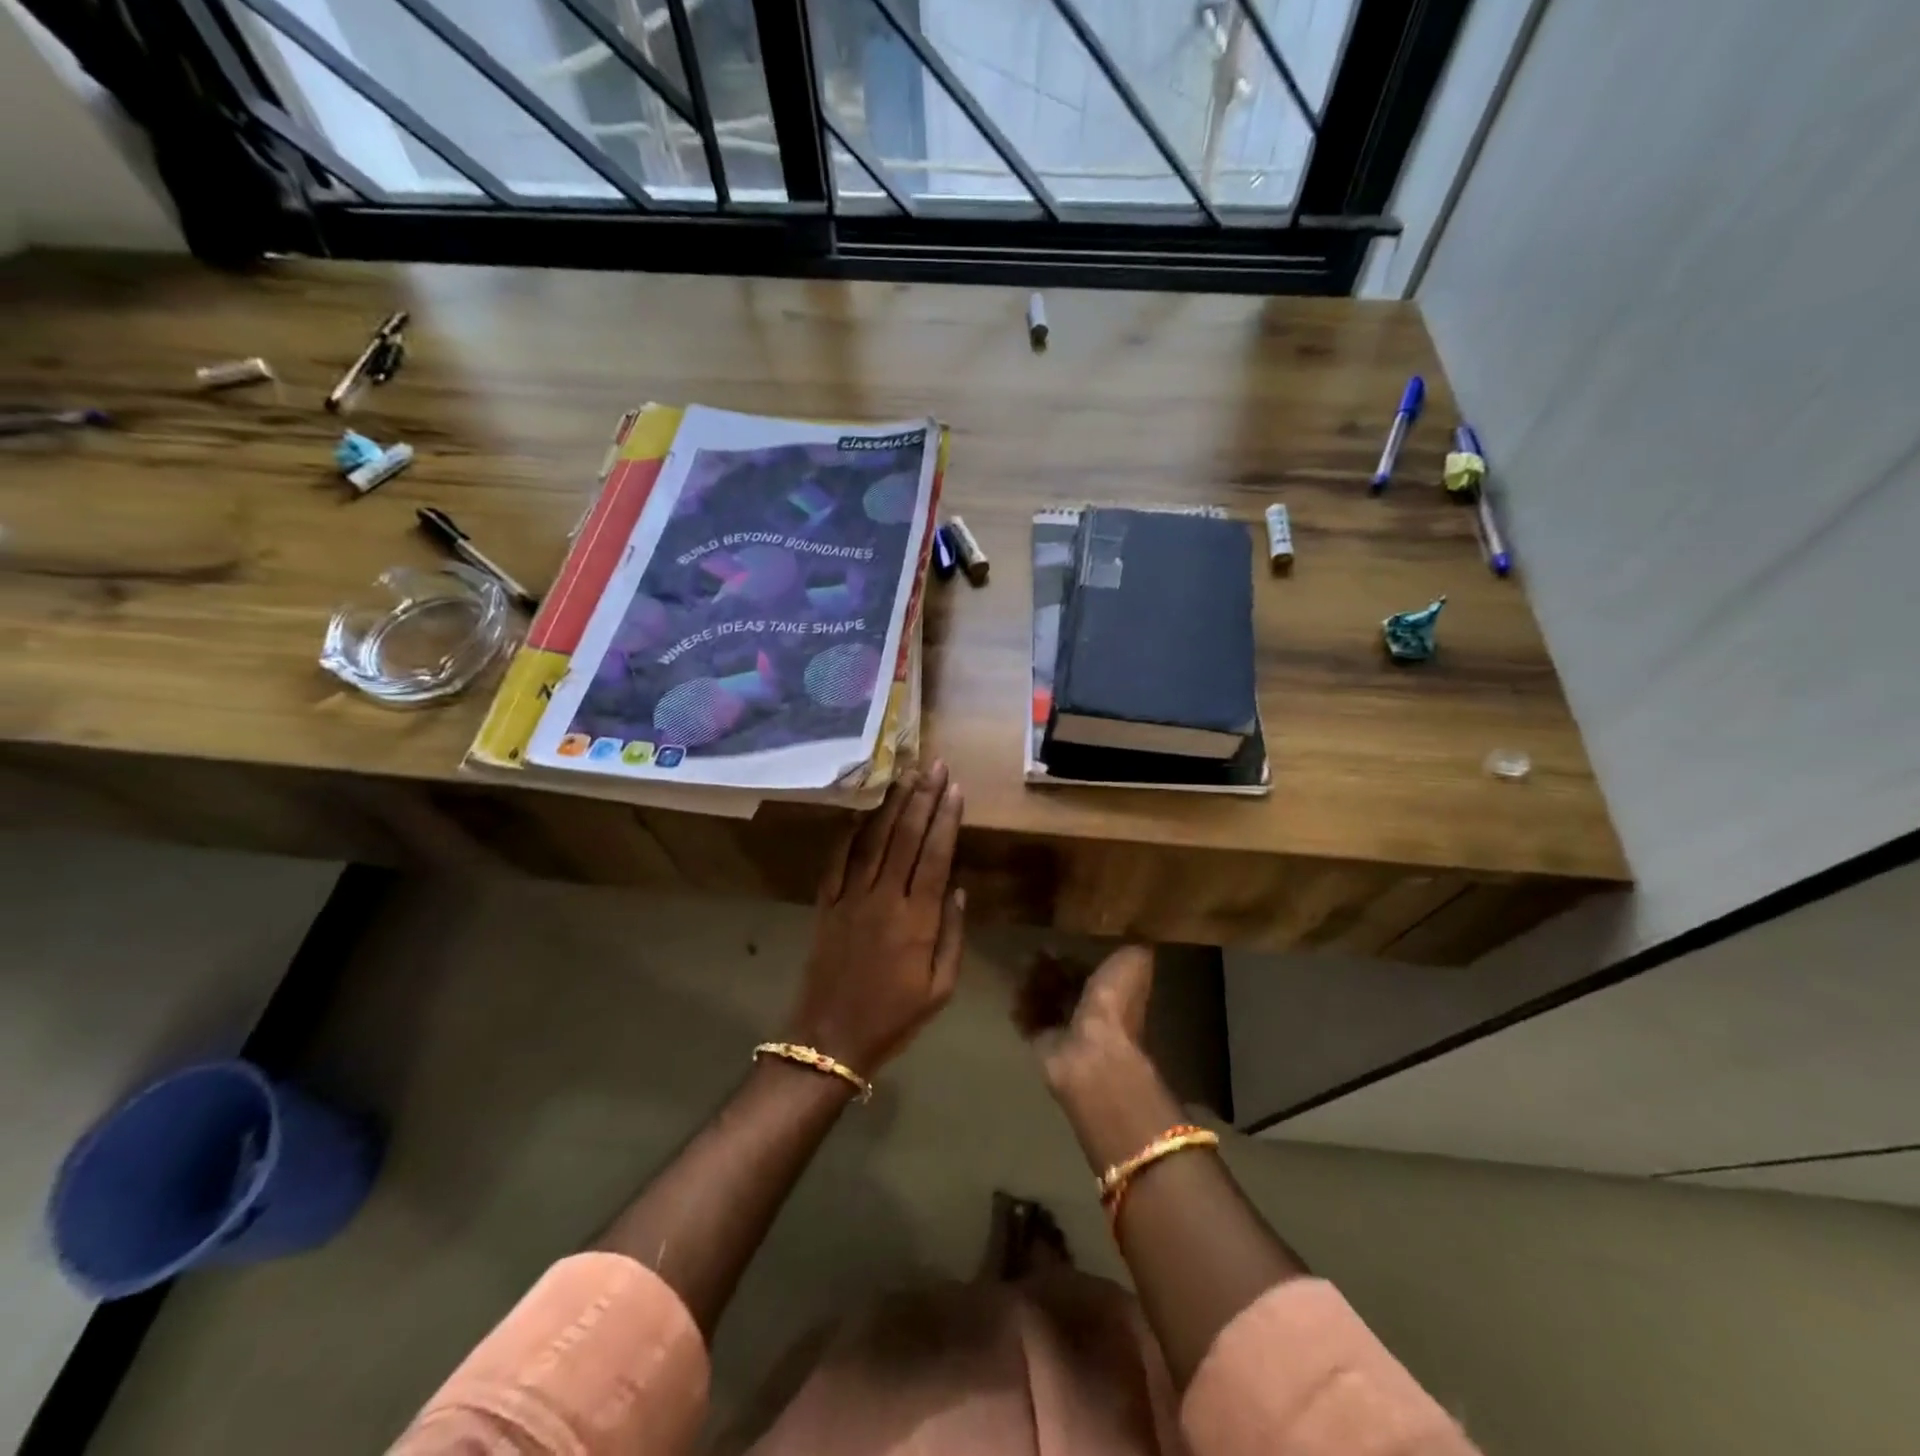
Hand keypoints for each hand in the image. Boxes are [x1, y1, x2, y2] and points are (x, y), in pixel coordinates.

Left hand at [786, 762, 966, 1076]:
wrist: (829, 1038)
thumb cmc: (894, 1017)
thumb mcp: (940, 988)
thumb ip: (952, 935)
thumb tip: (957, 888)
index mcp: (916, 919)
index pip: (934, 855)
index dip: (945, 819)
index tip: (954, 788)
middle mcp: (883, 898)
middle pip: (905, 837)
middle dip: (922, 798)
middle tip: (934, 766)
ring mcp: (850, 898)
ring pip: (873, 841)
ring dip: (890, 806)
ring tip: (904, 776)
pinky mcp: (826, 904)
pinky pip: (838, 860)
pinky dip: (850, 833)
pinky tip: (862, 812)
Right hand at [1022, 946, 1178, 1171]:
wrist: (1092, 1051)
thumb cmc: (1115, 1004)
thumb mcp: (1134, 961)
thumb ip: (1132, 945)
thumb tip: (1132, 928)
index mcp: (1116, 994)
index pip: (1094, 972)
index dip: (1077, 957)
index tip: (1059, 940)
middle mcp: (1093, 1013)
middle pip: (1067, 986)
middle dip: (1051, 968)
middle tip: (1034, 951)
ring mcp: (1067, 1031)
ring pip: (1046, 1000)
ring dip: (1034, 981)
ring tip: (1022, 964)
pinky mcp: (1042, 1044)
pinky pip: (1029, 1019)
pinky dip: (1022, 1004)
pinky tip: (1016, 988)